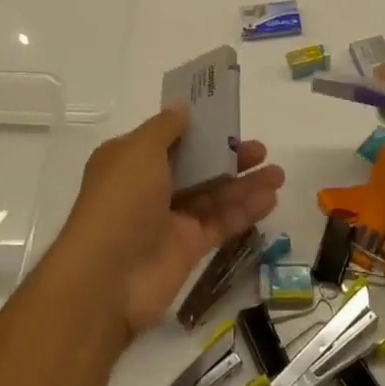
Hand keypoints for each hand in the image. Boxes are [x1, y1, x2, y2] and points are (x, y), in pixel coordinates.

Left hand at [55, 105, 284, 337]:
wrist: (106, 278)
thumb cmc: (120, 201)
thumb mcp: (139, 151)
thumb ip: (166, 128)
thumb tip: (181, 107)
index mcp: (130, 160)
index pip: (169, 138)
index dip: (197, 128)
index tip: (227, 119)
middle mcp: (149, 186)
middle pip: (196, 165)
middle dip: (227, 155)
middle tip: (260, 149)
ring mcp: (169, 219)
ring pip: (213, 194)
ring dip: (244, 183)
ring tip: (278, 174)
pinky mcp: (188, 248)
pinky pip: (220, 223)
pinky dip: (244, 211)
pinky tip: (270, 199)